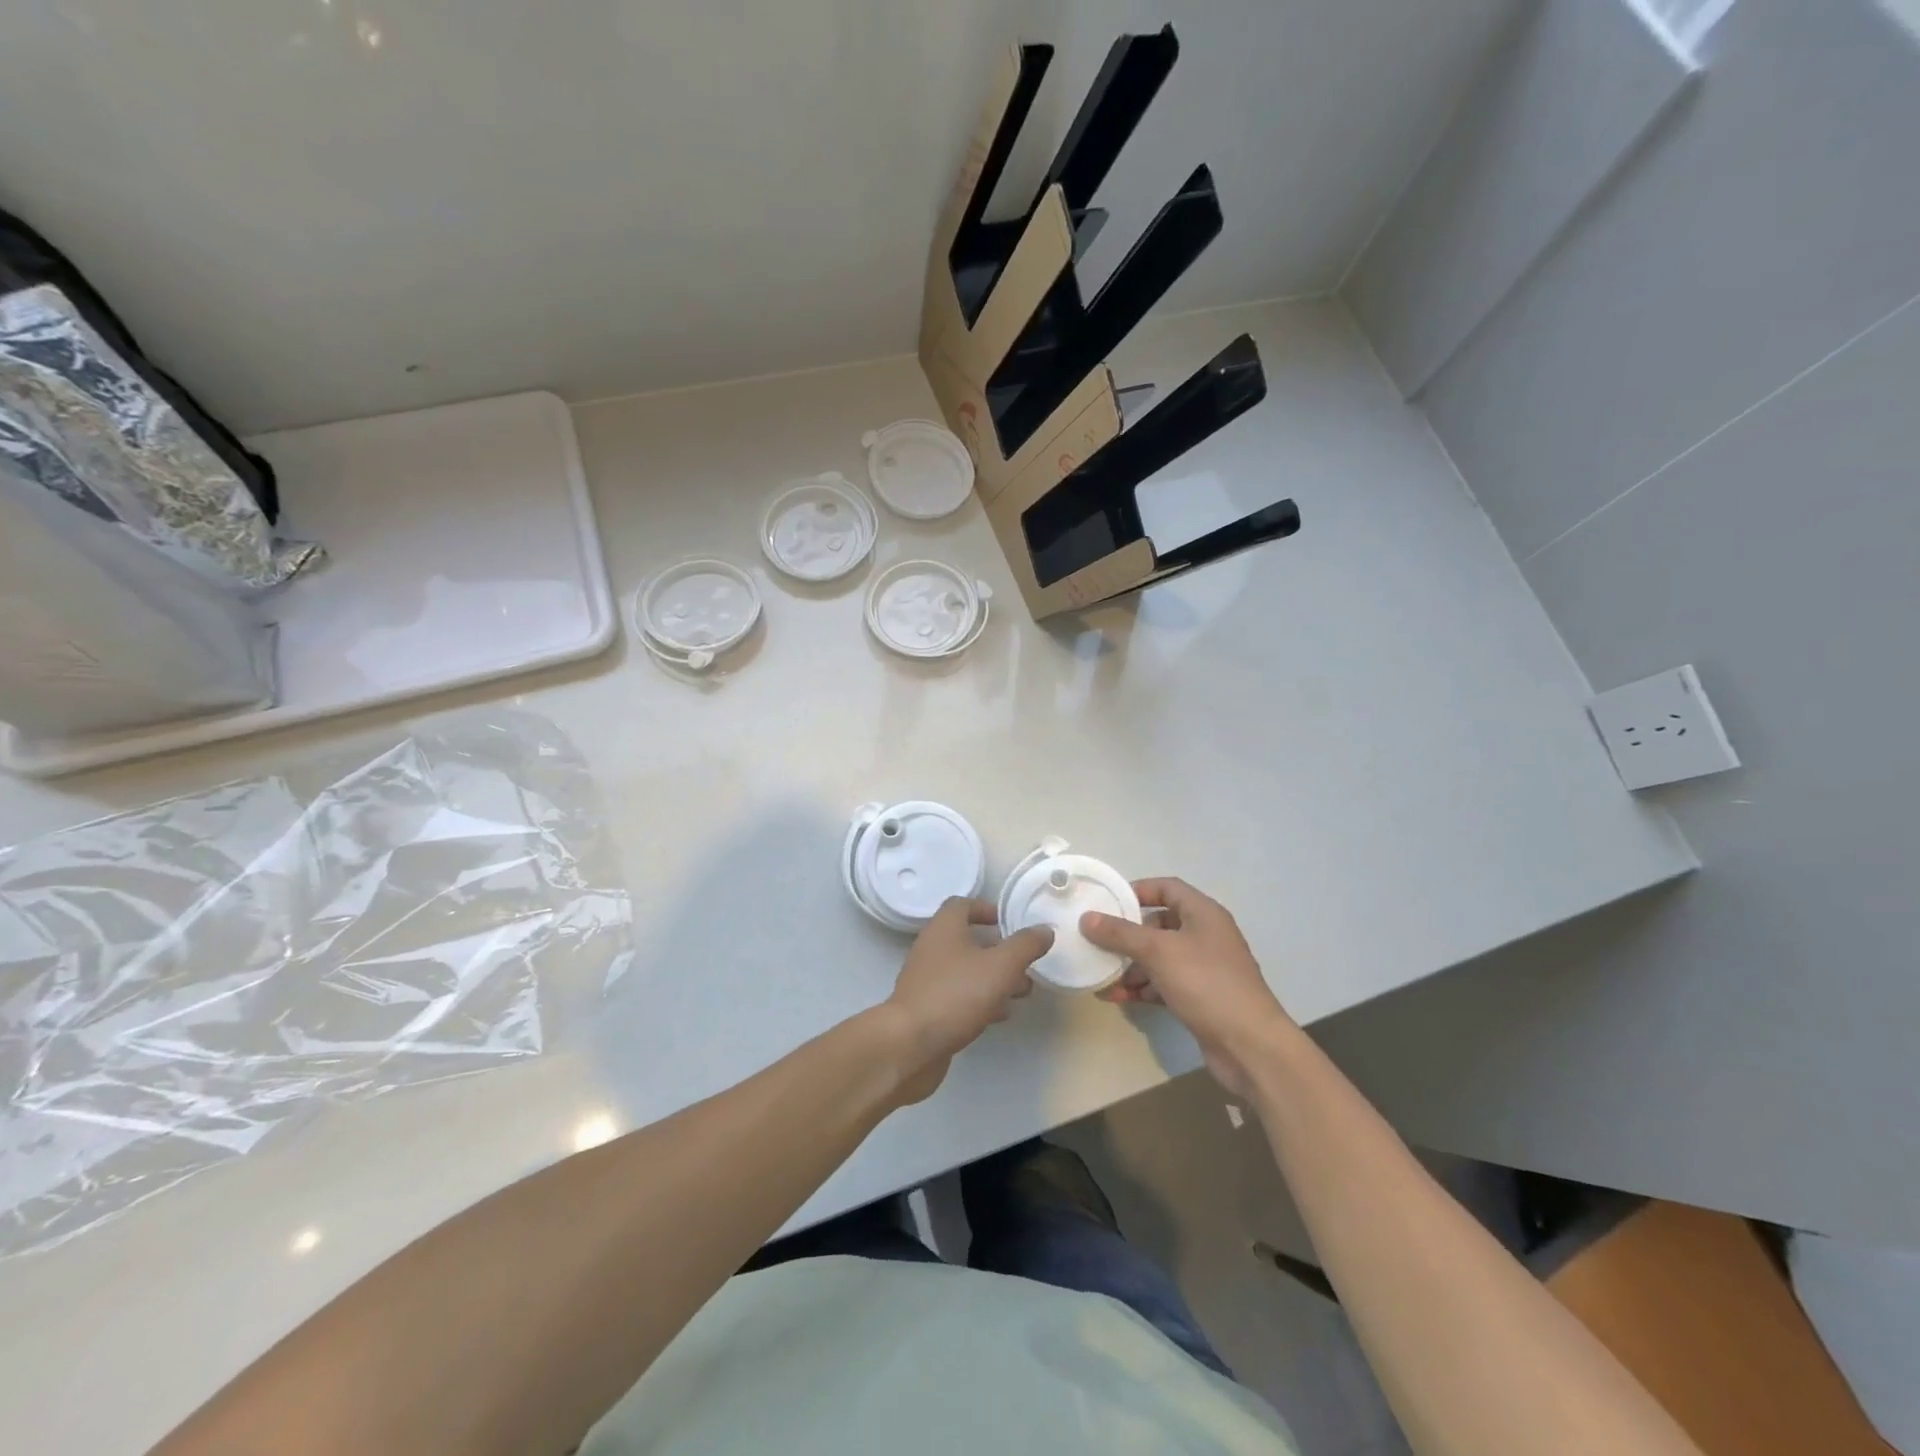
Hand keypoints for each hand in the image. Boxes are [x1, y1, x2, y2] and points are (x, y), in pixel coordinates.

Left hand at [882, 898, 1052, 1103]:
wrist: (910, 1045)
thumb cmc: (956, 994)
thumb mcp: (1001, 966)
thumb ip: (1025, 946)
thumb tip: (1044, 930)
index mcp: (944, 928)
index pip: (963, 905)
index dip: (987, 909)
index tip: (1010, 923)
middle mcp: (932, 948)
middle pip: (968, 940)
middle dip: (1000, 951)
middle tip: (1026, 964)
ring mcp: (927, 980)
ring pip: (966, 971)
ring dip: (994, 978)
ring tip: (1022, 993)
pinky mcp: (927, 1009)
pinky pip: (958, 996)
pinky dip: (980, 1000)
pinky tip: (999, 1015)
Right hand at [1081, 878, 1293, 1099]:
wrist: (1250, 1045)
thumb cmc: (1206, 983)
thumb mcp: (1158, 952)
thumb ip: (1120, 933)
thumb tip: (1087, 918)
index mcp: (1203, 914)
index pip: (1167, 888)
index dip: (1138, 890)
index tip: (1107, 902)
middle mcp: (1205, 935)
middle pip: (1159, 924)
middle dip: (1128, 935)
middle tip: (1098, 942)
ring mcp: (1204, 968)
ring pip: (1159, 957)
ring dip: (1131, 965)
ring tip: (1101, 975)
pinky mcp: (1200, 997)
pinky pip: (1164, 984)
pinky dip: (1142, 988)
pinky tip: (1116, 997)